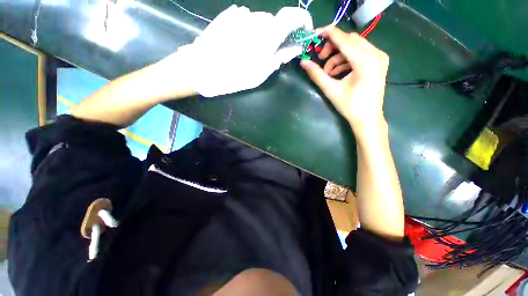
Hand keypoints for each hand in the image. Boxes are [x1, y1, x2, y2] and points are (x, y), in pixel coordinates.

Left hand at [158, 5, 312, 97]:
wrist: (202, 68)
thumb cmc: (235, 76)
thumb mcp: (262, 73)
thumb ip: (281, 57)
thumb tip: (295, 48)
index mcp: (268, 33)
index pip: (293, 16)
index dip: (303, 21)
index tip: (304, 32)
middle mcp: (257, 18)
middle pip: (276, 21)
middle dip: (279, 35)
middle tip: (272, 53)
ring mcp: (241, 14)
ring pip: (261, 21)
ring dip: (263, 34)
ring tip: (250, 52)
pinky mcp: (229, 15)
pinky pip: (247, 20)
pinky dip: (250, 30)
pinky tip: (239, 44)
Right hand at [300, 27, 388, 137]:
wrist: (368, 119)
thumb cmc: (350, 107)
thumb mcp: (331, 90)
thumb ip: (317, 75)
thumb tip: (303, 62)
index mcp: (365, 62)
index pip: (344, 40)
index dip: (329, 34)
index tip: (316, 33)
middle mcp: (376, 54)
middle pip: (350, 40)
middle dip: (333, 47)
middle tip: (321, 59)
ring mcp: (379, 57)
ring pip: (354, 46)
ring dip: (338, 56)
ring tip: (328, 72)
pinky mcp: (378, 62)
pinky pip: (360, 53)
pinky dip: (346, 60)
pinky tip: (338, 72)